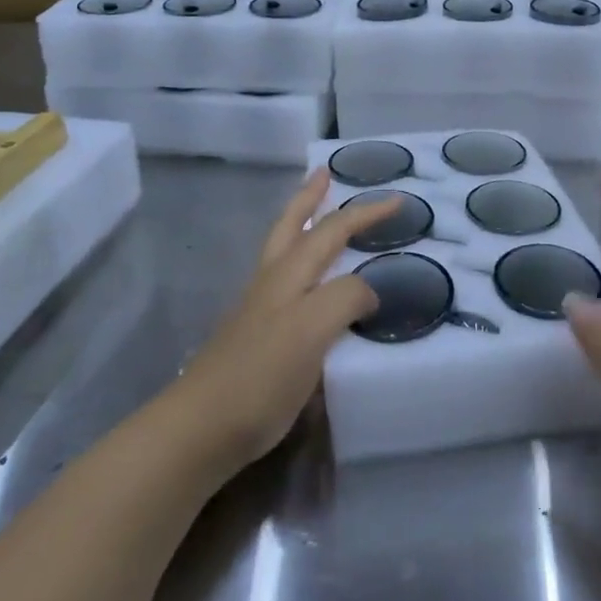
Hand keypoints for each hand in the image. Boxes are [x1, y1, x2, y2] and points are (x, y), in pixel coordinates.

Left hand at [168, 170, 399, 476]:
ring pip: (283, 251)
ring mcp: (259, 308)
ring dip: (301, 224)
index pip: (332, 230)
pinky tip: (306, 281)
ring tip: (316, 213)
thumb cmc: (261, 374)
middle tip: (325, 173)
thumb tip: (368, 290)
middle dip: (310, 197)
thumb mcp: (312, 329)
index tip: (398, 200)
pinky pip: (284, 283)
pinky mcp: (256, 336)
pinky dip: (299, 263)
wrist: (202, 427)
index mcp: (288, 273)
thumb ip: (345, 298)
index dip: (366, 213)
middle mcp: (272, 282)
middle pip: (292, 226)